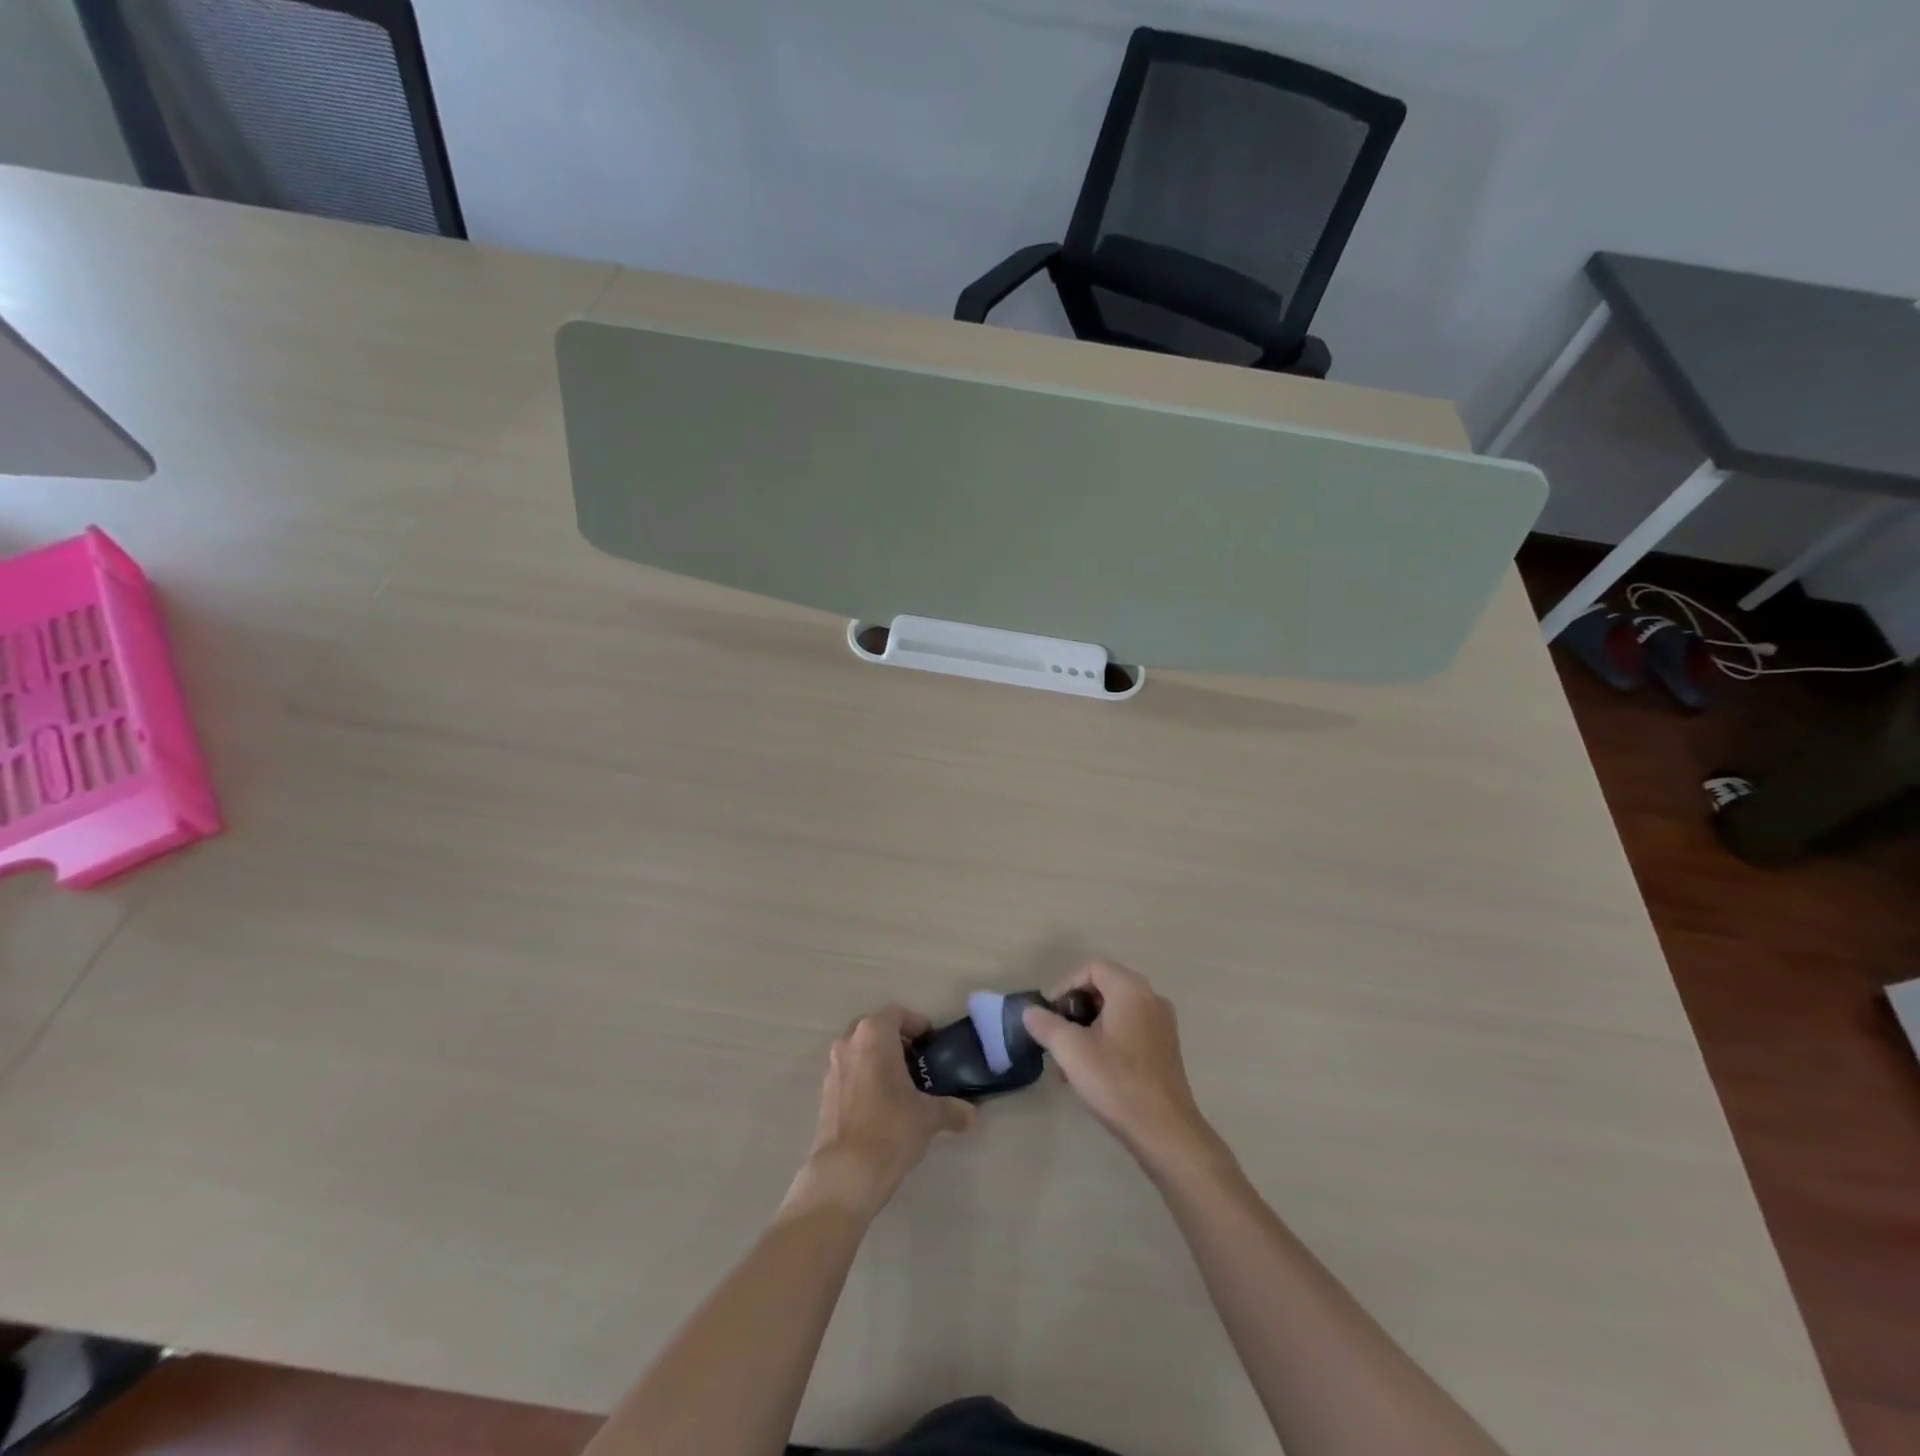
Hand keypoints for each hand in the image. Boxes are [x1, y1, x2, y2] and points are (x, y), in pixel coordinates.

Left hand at [787, 1006, 975, 1221]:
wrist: (845, 1173)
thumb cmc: (891, 1129)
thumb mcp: (928, 1117)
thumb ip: (952, 1110)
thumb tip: (972, 1115)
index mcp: (874, 1034)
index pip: (897, 1014)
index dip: (917, 1024)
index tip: (932, 1042)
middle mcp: (849, 1042)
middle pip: (875, 1029)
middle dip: (896, 1040)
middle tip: (918, 1061)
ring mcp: (833, 1067)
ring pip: (859, 1050)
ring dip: (878, 1059)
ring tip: (902, 1084)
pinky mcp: (824, 1093)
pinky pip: (849, 1072)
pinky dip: (865, 1077)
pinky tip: (882, 1104)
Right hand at [1022, 961, 1225, 1176]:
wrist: (1165, 1131)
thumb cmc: (1116, 1082)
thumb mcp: (1071, 1051)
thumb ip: (1046, 1025)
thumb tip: (1030, 1011)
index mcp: (1131, 990)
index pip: (1092, 967)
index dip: (1065, 985)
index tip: (1049, 1013)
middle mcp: (1151, 998)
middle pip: (1104, 987)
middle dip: (1075, 1008)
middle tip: (1056, 1033)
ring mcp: (1162, 1024)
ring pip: (1115, 1010)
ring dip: (1088, 1027)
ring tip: (1068, 1058)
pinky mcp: (1165, 1048)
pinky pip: (1129, 1028)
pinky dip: (1107, 1038)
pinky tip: (1091, 1070)